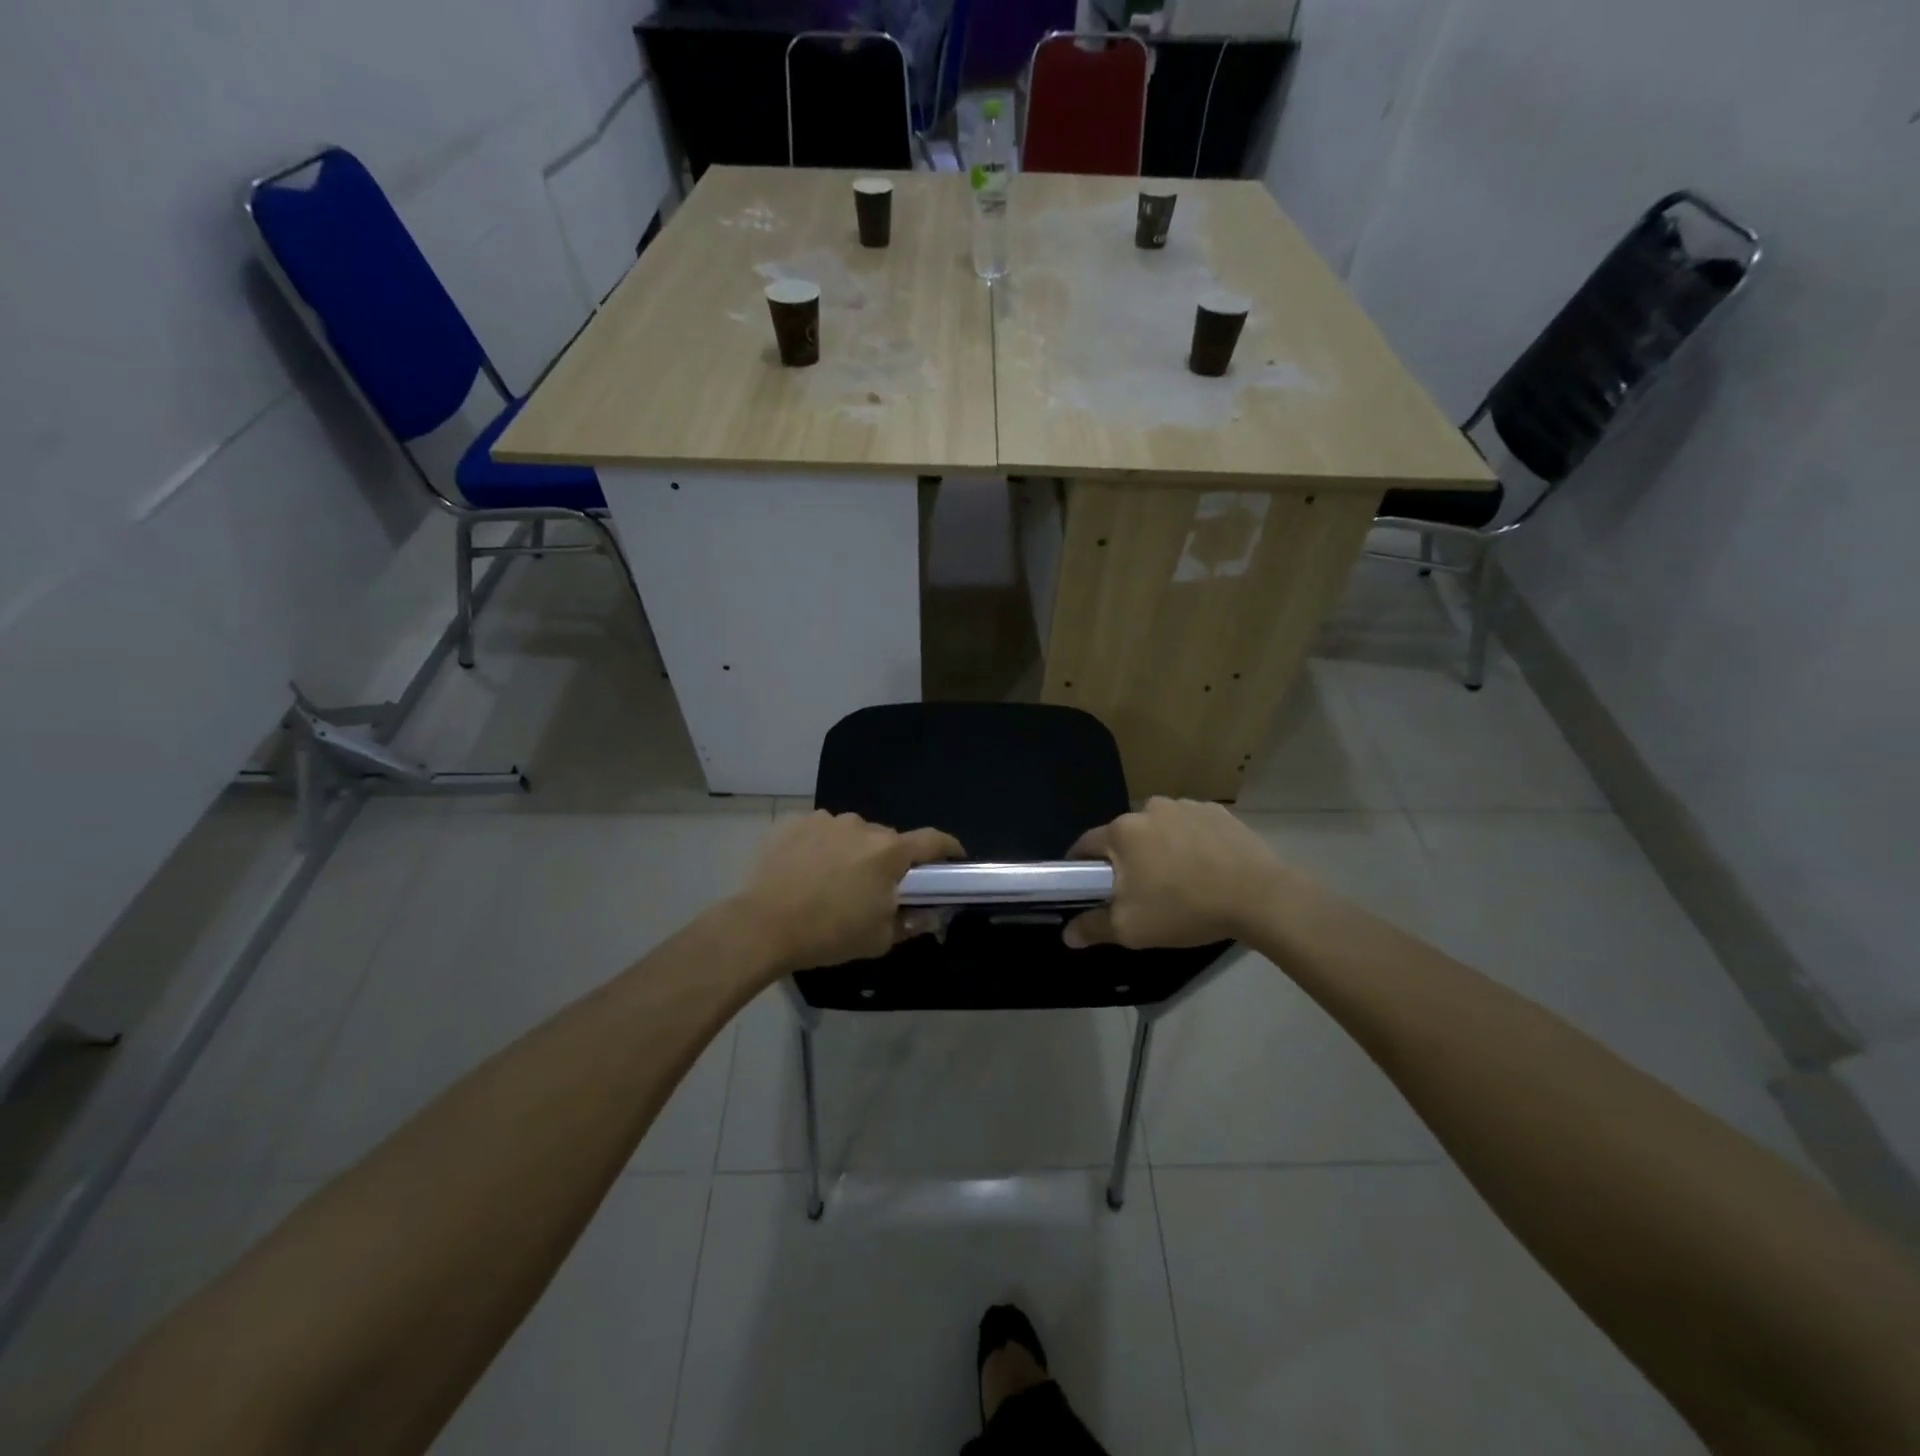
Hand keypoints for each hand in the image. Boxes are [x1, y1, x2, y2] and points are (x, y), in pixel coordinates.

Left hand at [734, 811, 964, 973]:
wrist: (763, 925)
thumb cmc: (829, 934)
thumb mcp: (880, 939)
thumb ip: (911, 922)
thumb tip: (927, 913)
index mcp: (890, 852)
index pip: (934, 840)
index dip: (950, 848)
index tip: (955, 859)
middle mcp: (862, 826)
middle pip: (889, 840)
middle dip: (889, 861)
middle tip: (876, 889)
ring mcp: (826, 821)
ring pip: (853, 835)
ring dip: (853, 853)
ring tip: (833, 882)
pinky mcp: (795, 823)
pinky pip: (821, 833)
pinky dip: (822, 848)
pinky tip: (806, 873)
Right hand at [1063, 797, 1282, 949]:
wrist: (1259, 896)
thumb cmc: (1184, 908)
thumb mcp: (1131, 929)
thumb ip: (1093, 927)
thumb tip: (1067, 934)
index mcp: (1122, 831)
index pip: (1085, 844)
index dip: (1080, 867)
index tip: (1086, 888)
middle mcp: (1148, 808)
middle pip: (1124, 836)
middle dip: (1126, 860)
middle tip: (1139, 892)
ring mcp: (1185, 806)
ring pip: (1158, 829)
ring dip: (1159, 848)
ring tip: (1178, 880)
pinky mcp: (1216, 811)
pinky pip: (1190, 826)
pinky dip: (1190, 842)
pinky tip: (1206, 867)